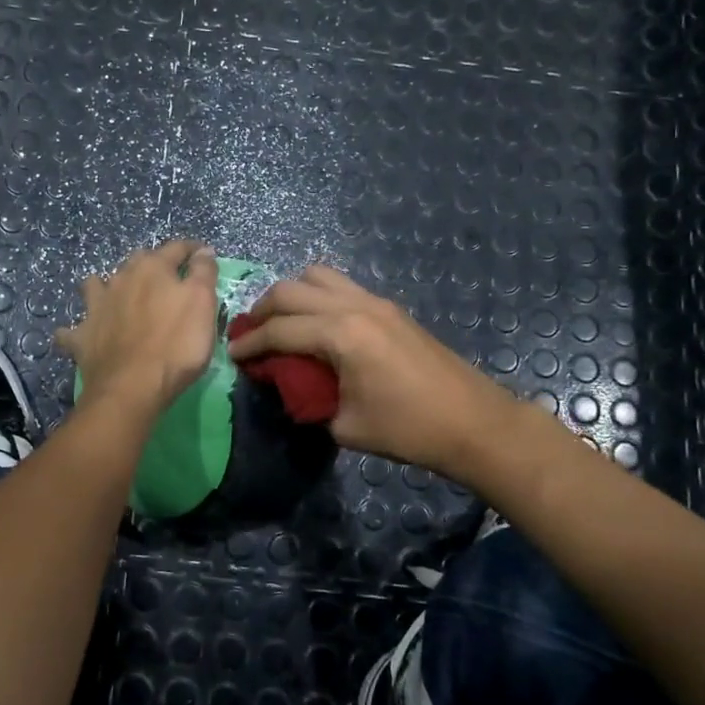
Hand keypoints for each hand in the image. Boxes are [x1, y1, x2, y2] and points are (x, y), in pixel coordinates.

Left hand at [56, 241, 220, 414]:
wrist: (132, 387)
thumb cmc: (176, 344)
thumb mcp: (203, 304)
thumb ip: (203, 273)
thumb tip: (202, 251)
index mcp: (152, 268)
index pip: (176, 248)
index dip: (192, 250)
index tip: (203, 254)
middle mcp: (120, 279)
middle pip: (136, 262)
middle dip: (151, 264)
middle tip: (165, 279)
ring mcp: (96, 307)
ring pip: (96, 285)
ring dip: (105, 286)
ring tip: (116, 296)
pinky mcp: (82, 337)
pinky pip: (71, 330)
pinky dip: (74, 331)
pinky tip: (79, 335)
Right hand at [226, 265, 511, 476]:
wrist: (473, 422)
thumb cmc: (407, 429)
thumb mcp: (344, 425)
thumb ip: (307, 399)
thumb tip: (289, 385)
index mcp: (341, 334)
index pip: (279, 330)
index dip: (249, 343)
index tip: (231, 354)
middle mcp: (354, 306)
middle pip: (290, 290)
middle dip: (262, 310)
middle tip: (249, 335)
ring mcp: (375, 301)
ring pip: (317, 275)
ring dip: (291, 294)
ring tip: (281, 322)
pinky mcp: (390, 307)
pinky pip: (341, 285)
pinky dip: (317, 296)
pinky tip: (315, 325)